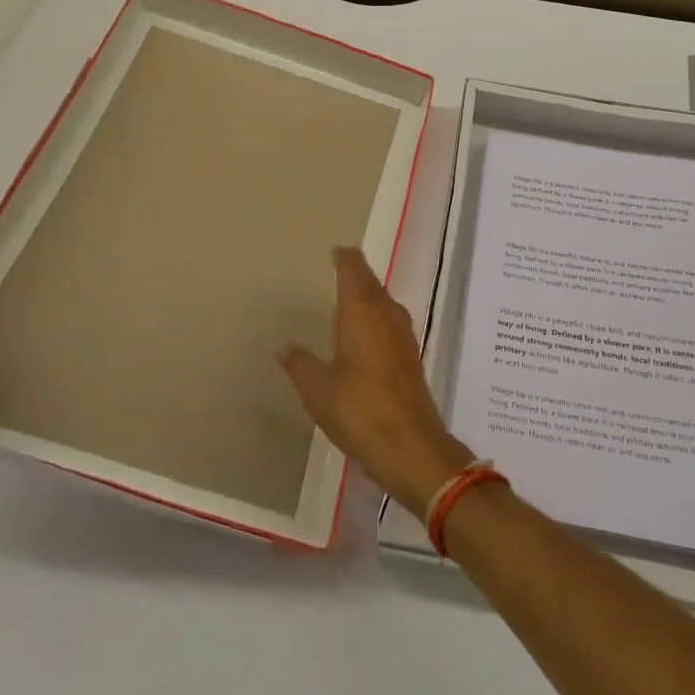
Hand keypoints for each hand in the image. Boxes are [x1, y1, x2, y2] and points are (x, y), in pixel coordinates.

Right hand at [277, 247, 473, 517]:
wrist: (410, 445)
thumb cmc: (359, 410)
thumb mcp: (318, 389)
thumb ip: (301, 364)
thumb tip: (284, 347)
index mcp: (361, 311)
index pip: (354, 270)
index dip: (345, 258)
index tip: (336, 249)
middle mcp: (386, 314)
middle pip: (371, 282)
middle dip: (356, 273)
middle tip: (339, 266)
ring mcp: (403, 334)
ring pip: (383, 301)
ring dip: (368, 294)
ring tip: (349, 296)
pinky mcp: (410, 355)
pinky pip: (390, 321)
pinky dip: (377, 315)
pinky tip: (366, 330)